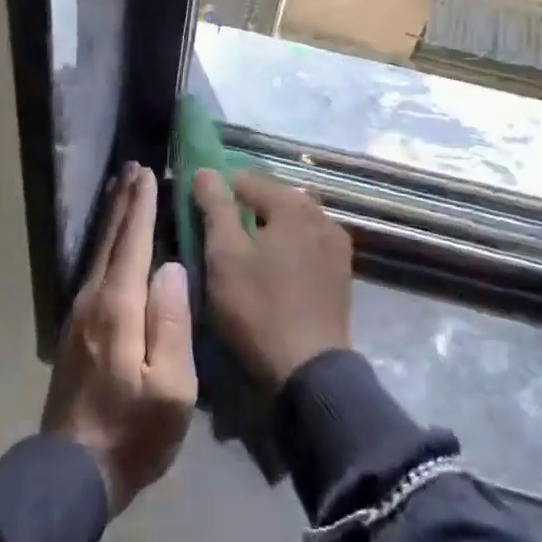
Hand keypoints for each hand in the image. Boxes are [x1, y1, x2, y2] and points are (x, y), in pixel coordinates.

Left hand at [41, 163, 195, 513]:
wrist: (73, 472)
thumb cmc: (133, 432)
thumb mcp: (171, 387)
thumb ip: (172, 322)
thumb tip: (170, 267)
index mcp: (119, 307)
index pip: (133, 242)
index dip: (142, 206)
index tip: (148, 173)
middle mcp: (93, 299)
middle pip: (111, 239)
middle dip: (123, 202)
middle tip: (132, 168)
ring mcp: (79, 314)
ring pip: (99, 252)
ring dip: (112, 219)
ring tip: (121, 191)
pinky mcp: (74, 329)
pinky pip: (94, 270)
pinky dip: (105, 244)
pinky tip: (111, 243)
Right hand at [194, 169, 352, 395]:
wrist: (309, 370)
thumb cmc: (259, 307)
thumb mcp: (225, 255)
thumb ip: (215, 207)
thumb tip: (206, 171)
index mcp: (293, 205)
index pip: (248, 179)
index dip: (220, 190)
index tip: (200, 212)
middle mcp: (321, 215)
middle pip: (274, 197)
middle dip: (246, 208)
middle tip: (220, 234)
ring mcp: (336, 244)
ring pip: (293, 221)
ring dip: (269, 227)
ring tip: (246, 252)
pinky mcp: (341, 272)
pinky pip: (308, 243)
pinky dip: (288, 246)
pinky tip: (274, 268)